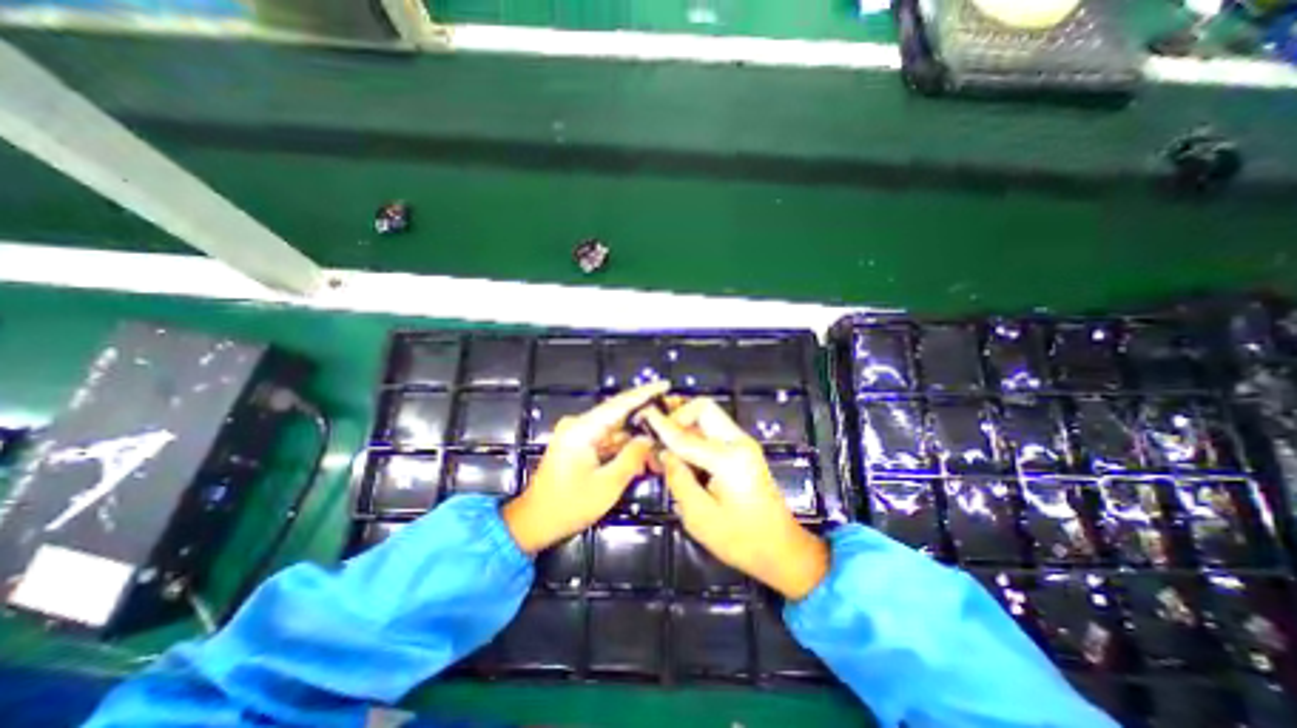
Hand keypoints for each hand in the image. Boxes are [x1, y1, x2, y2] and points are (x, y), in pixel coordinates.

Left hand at [503, 380, 666, 551]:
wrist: (534, 522)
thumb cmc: (569, 506)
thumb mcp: (607, 485)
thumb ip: (632, 457)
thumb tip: (649, 438)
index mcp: (582, 429)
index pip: (619, 404)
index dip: (644, 393)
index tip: (664, 384)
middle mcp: (579, 425)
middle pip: (618, 414)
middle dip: (645, 418)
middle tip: (670, 417)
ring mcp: (577, 434)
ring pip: (615, 429)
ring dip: (636, 437)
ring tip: (661, 443)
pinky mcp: (578, 444)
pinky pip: (606, 440)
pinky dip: (623, 447)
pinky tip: (642, 456)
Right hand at [640, 402, 830, 599]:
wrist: (783, 548)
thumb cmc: (742, 540)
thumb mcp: (700, 518)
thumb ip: (678, 480)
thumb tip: (664, 454)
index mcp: (728, 460)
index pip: (686, 435)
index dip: (661, 425)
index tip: (643, 414)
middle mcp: (738, 443)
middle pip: (704, 408)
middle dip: (678, 413)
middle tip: (658, 430)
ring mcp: (744, 444)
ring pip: (709, 415)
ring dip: (686, 422)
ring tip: (665, 440)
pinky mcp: (743, 450)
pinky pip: (714, 429)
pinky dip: (695, 432)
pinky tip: (681, 450)